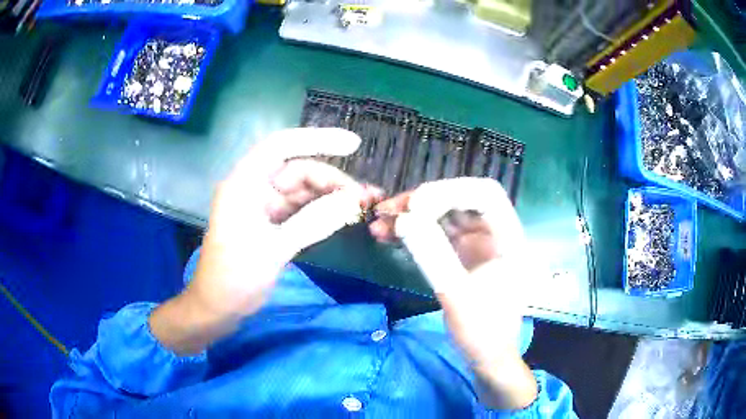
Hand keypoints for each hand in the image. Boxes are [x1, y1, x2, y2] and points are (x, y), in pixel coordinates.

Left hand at [151, 128, 381, 354]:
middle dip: (333, 181)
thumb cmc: (236, 276)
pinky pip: (300, 209)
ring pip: (303, 191)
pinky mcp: (271, 222)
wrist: (219, 307)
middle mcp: (254, 187)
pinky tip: (343, 216)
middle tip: (365, 197)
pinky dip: (321, 212)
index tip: (353, 144)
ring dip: (331, 197)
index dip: (318, 139)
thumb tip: (352, 201)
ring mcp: (263, 205)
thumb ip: (313, 221)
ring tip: (362, 207)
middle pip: (298, 170)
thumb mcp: (274, 248)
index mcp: (245, 183)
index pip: (282, 146)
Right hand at [370, 178, 536, 408]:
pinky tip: (387, 235)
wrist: (487, 356)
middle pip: (459, 199)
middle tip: (389, 210)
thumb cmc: (484, 332)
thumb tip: (404, 219)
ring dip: (411, 215)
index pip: (486, 195)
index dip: (451, 190)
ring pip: (443, 214)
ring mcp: (477, 242)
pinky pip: (435, 232)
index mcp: (509, 239)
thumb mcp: (458, 297)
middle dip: (423, 201)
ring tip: (379, 222)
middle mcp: (494, 233)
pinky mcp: (461, 253)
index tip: (416, 204)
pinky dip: (412, 231)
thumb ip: (433, 257)